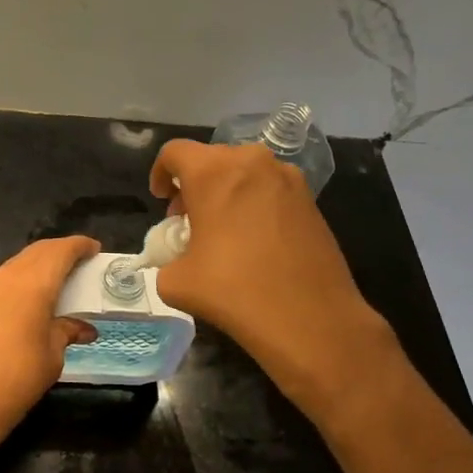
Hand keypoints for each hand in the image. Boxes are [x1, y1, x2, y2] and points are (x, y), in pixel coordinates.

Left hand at [0, 234, 99, 453]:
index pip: (60, 251)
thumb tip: (83, 328)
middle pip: (38, 251)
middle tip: (82, 264)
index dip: (80, 246)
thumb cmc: (15, 379)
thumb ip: (67, 332)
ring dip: (41, 266)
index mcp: (32, 283)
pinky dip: (24, 281)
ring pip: (19, 264)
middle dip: (61, 252)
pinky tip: (34, 301)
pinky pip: (6, 280)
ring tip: (62, 282)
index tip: (95, 249)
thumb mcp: (52, 357)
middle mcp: (8, 277)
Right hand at [149, 140, 389, 419]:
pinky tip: (255, 242)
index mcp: (213, 172)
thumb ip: (167, 260)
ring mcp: (287, 178)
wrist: (312, 320)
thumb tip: (178, 261)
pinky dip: (254, 204)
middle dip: (194, 185)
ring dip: (226, 192)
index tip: (162, 202)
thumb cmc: (235, 291)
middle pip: (211, 159)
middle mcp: (252, 162)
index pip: (175, 152)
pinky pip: (270, 189)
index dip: (160, 173)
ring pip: (244, 172)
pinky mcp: (311, 200)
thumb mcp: (176, 282)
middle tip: (189, 221)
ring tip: (223, 232)